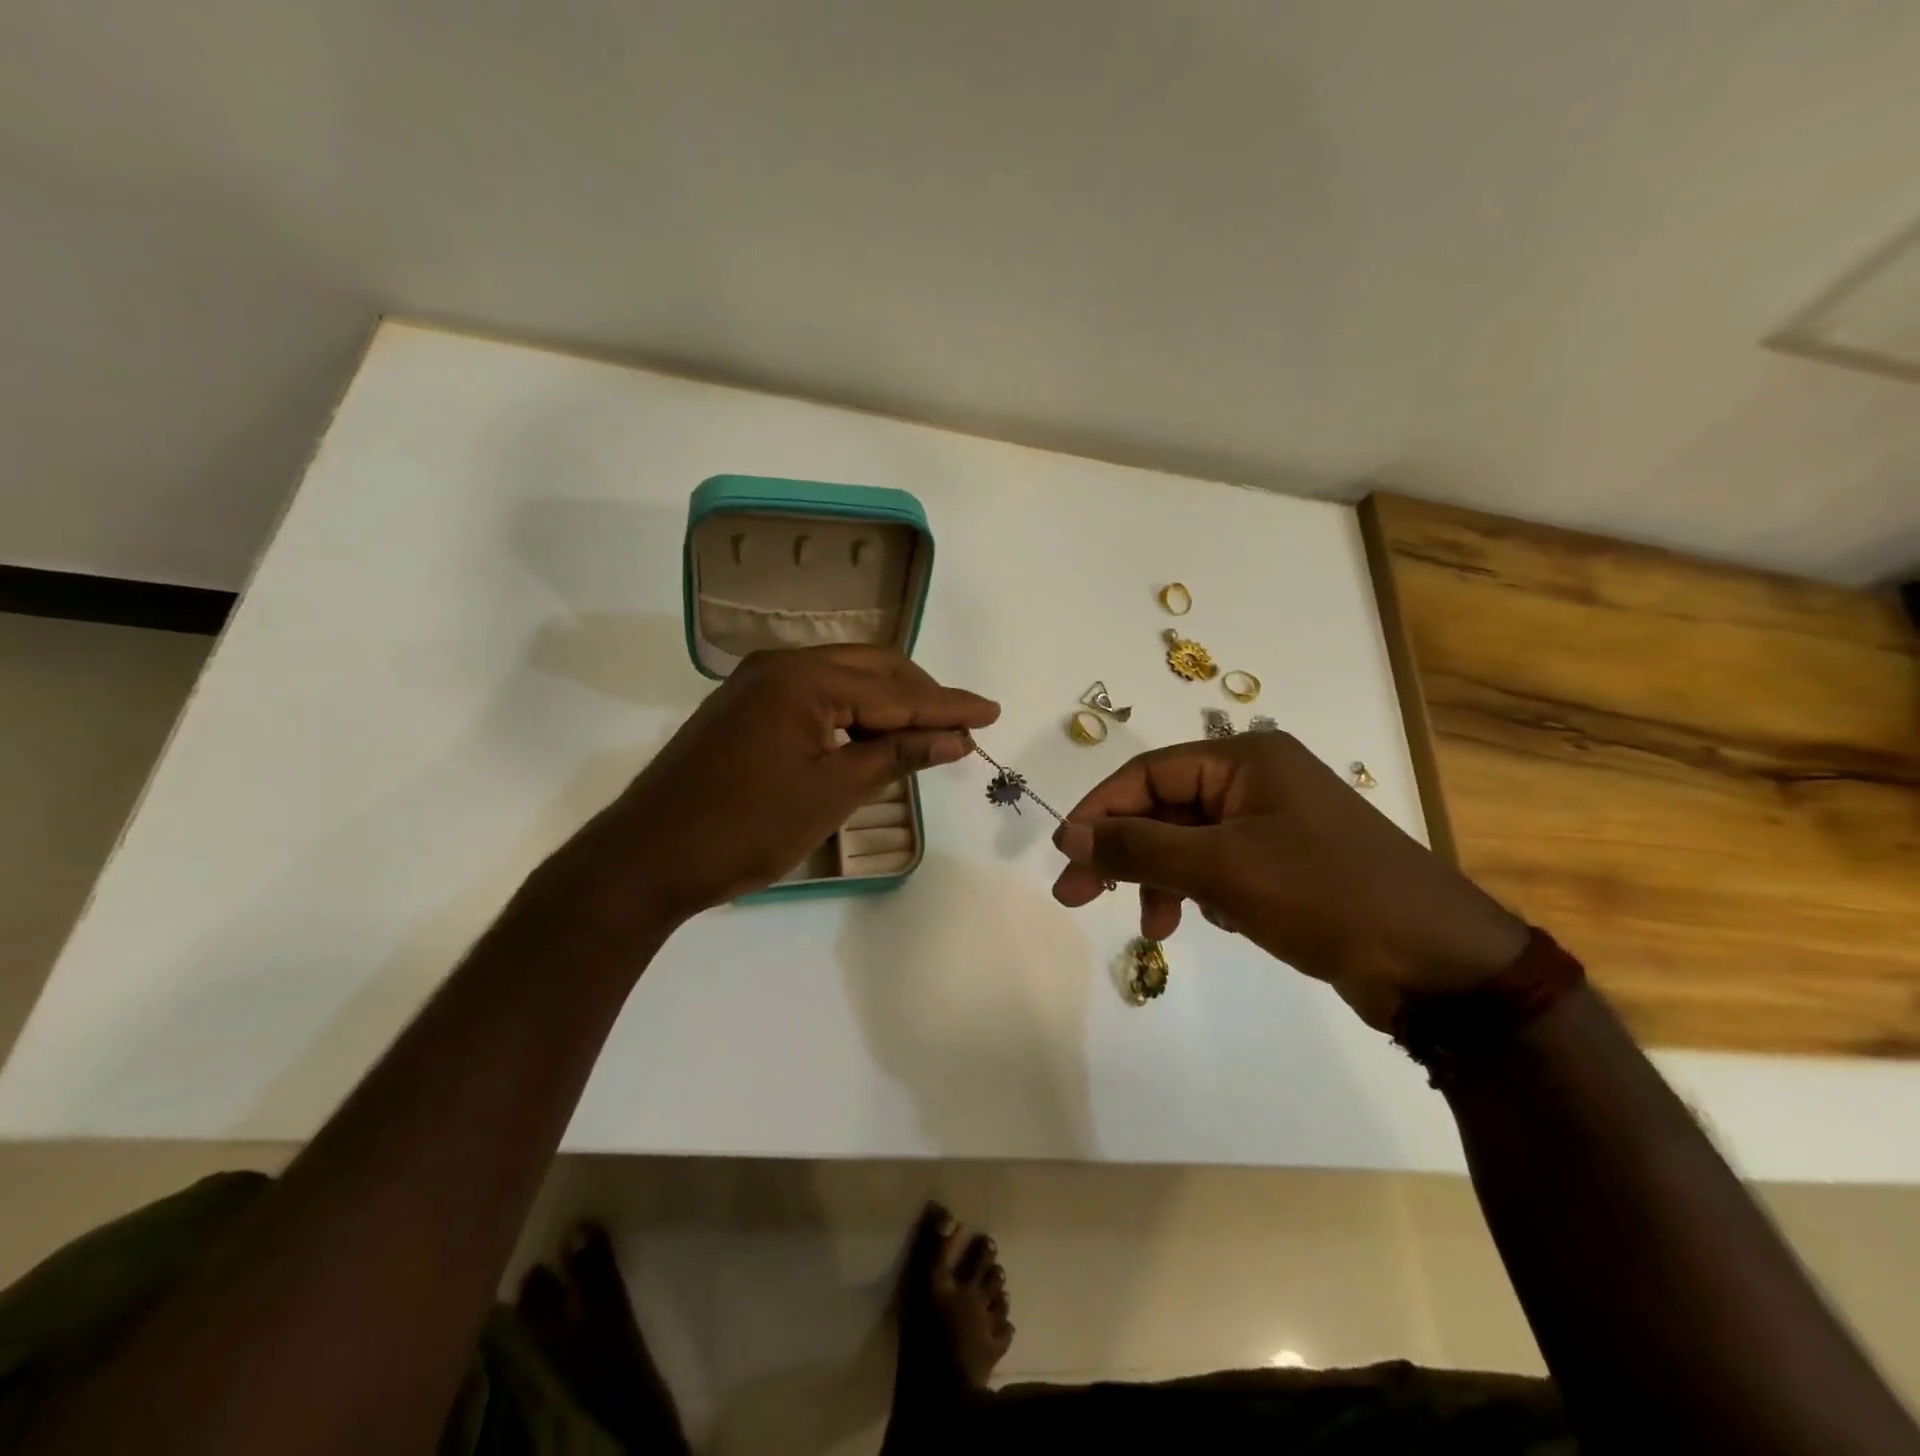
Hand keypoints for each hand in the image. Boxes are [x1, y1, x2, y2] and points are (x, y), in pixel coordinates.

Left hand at [560, 646, 998, 922]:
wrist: (648, 858)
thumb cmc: (746, 828)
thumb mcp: (832, 792)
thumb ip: (897, 755)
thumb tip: (956, 738)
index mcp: (803, 678)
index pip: (895, 691)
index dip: (948, 705)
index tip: (993, 712)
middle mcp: (781, 665)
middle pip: (872, 669)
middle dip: (921, 696)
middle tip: (961, 728)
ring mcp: (759, 684)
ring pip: (844, 680)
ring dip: (888, 704)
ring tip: (927, 734)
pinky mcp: (747, 708)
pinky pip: (817, 696)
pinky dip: (853, 714)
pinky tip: (874, 738)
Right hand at [1051, 732, 1525, 1026]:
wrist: (1439, 964)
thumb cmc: (1324, 895)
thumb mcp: (1221, 868)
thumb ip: (1139, 848)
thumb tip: (1071, 837)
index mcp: (1246, 759)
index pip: (1148, 773)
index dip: (1100, 811)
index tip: (1065, 855)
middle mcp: (1258, 781)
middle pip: (1165, 807)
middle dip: (1123, 853)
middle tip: (1077, 897)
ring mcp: (1275, 823)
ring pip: (1189, 842)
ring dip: (1161, 880)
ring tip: (1154, 928)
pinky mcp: (1288, 864)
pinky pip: (1220, 866)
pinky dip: (1201, 892)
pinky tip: (1213, 922)